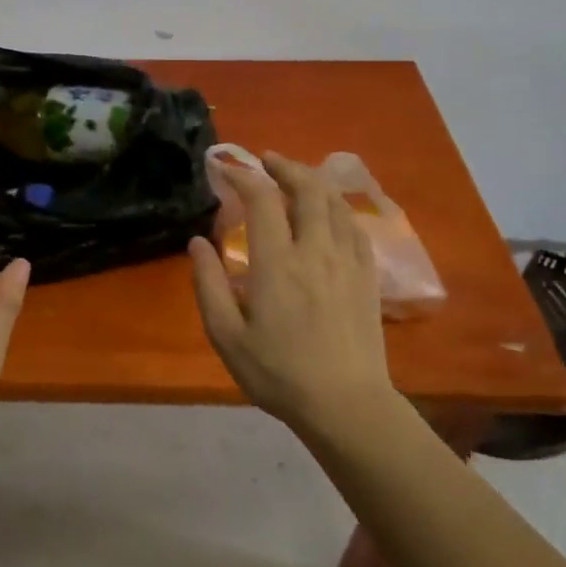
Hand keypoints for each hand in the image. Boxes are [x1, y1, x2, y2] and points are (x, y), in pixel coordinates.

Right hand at [189, 152, 400, 428]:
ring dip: (314, 182)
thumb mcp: (226, 336)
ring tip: (296, 178)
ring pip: (336, 203)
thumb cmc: (278, 374)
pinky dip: (338, 209)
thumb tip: (197, 242)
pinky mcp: (368, 277)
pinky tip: (329, 214)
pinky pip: (355, 227)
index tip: (227, 170)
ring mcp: (348, 262)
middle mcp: (316, 251)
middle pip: (308, 189)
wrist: (346, 405)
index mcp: (277, 264)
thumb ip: (209, 284)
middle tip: (266, 161)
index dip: (244, 177)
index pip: (263, 200)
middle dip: (285, 166)